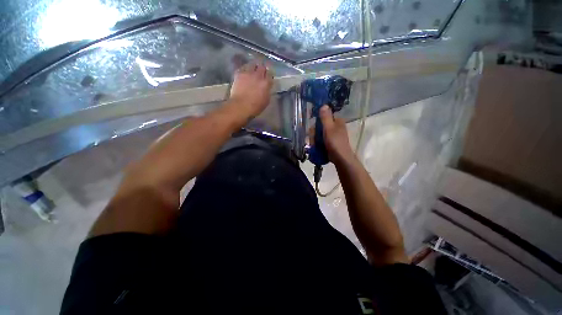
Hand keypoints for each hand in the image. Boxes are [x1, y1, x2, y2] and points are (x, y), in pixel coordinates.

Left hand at [228, 62, 273, 118]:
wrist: (241, 106)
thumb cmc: (255, 107)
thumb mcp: (266, 101)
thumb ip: (267, 92)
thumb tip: (267, 88)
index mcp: (266, 83)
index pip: (270, 75)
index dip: (269, 76)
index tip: (268, 78)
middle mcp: (258, 76)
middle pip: (262, 67)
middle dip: (262, 69)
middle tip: (261, 72)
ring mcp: (248, 73)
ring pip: (253, 64)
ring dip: (254, 67)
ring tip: (253, 70)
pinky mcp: (239, 74)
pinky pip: (243, 68)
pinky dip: (245, 70)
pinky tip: (244, 73)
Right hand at [317, 105, 354, 163]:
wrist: (341, 158)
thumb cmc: (335, 142)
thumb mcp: (329, 128)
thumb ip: (325, 117)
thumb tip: (324, 104)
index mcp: (337, 121)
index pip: (323, 118)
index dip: (317, 123)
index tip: (313, 131)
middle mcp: (335, 127)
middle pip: (320, 127)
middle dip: (315, 135)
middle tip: (314, 141)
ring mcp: (333, 135)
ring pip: (320, 135)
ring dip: (315, 140)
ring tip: (315, 146)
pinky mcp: (331, 143)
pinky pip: (322, 141)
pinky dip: (318, 144)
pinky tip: (317, 148)